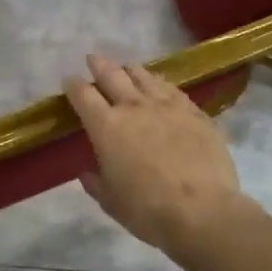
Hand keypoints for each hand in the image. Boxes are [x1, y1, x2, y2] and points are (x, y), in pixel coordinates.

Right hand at [63, 53, 250, 261]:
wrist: (202, 210)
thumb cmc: (147, 210)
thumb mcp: (111, 202)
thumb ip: (97, 183)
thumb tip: (88, 174)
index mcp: (106, 127)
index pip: (83, 96)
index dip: (73, 85)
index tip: (69, 81)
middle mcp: (134, 107)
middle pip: (112, 75)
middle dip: (99, 65)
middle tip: (93, 59)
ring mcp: (168, 106)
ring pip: (144, 76)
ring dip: (131, 70)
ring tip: (126, 68)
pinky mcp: (195, 112)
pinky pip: (172, 89)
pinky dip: (160, 83)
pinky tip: (160, 85)